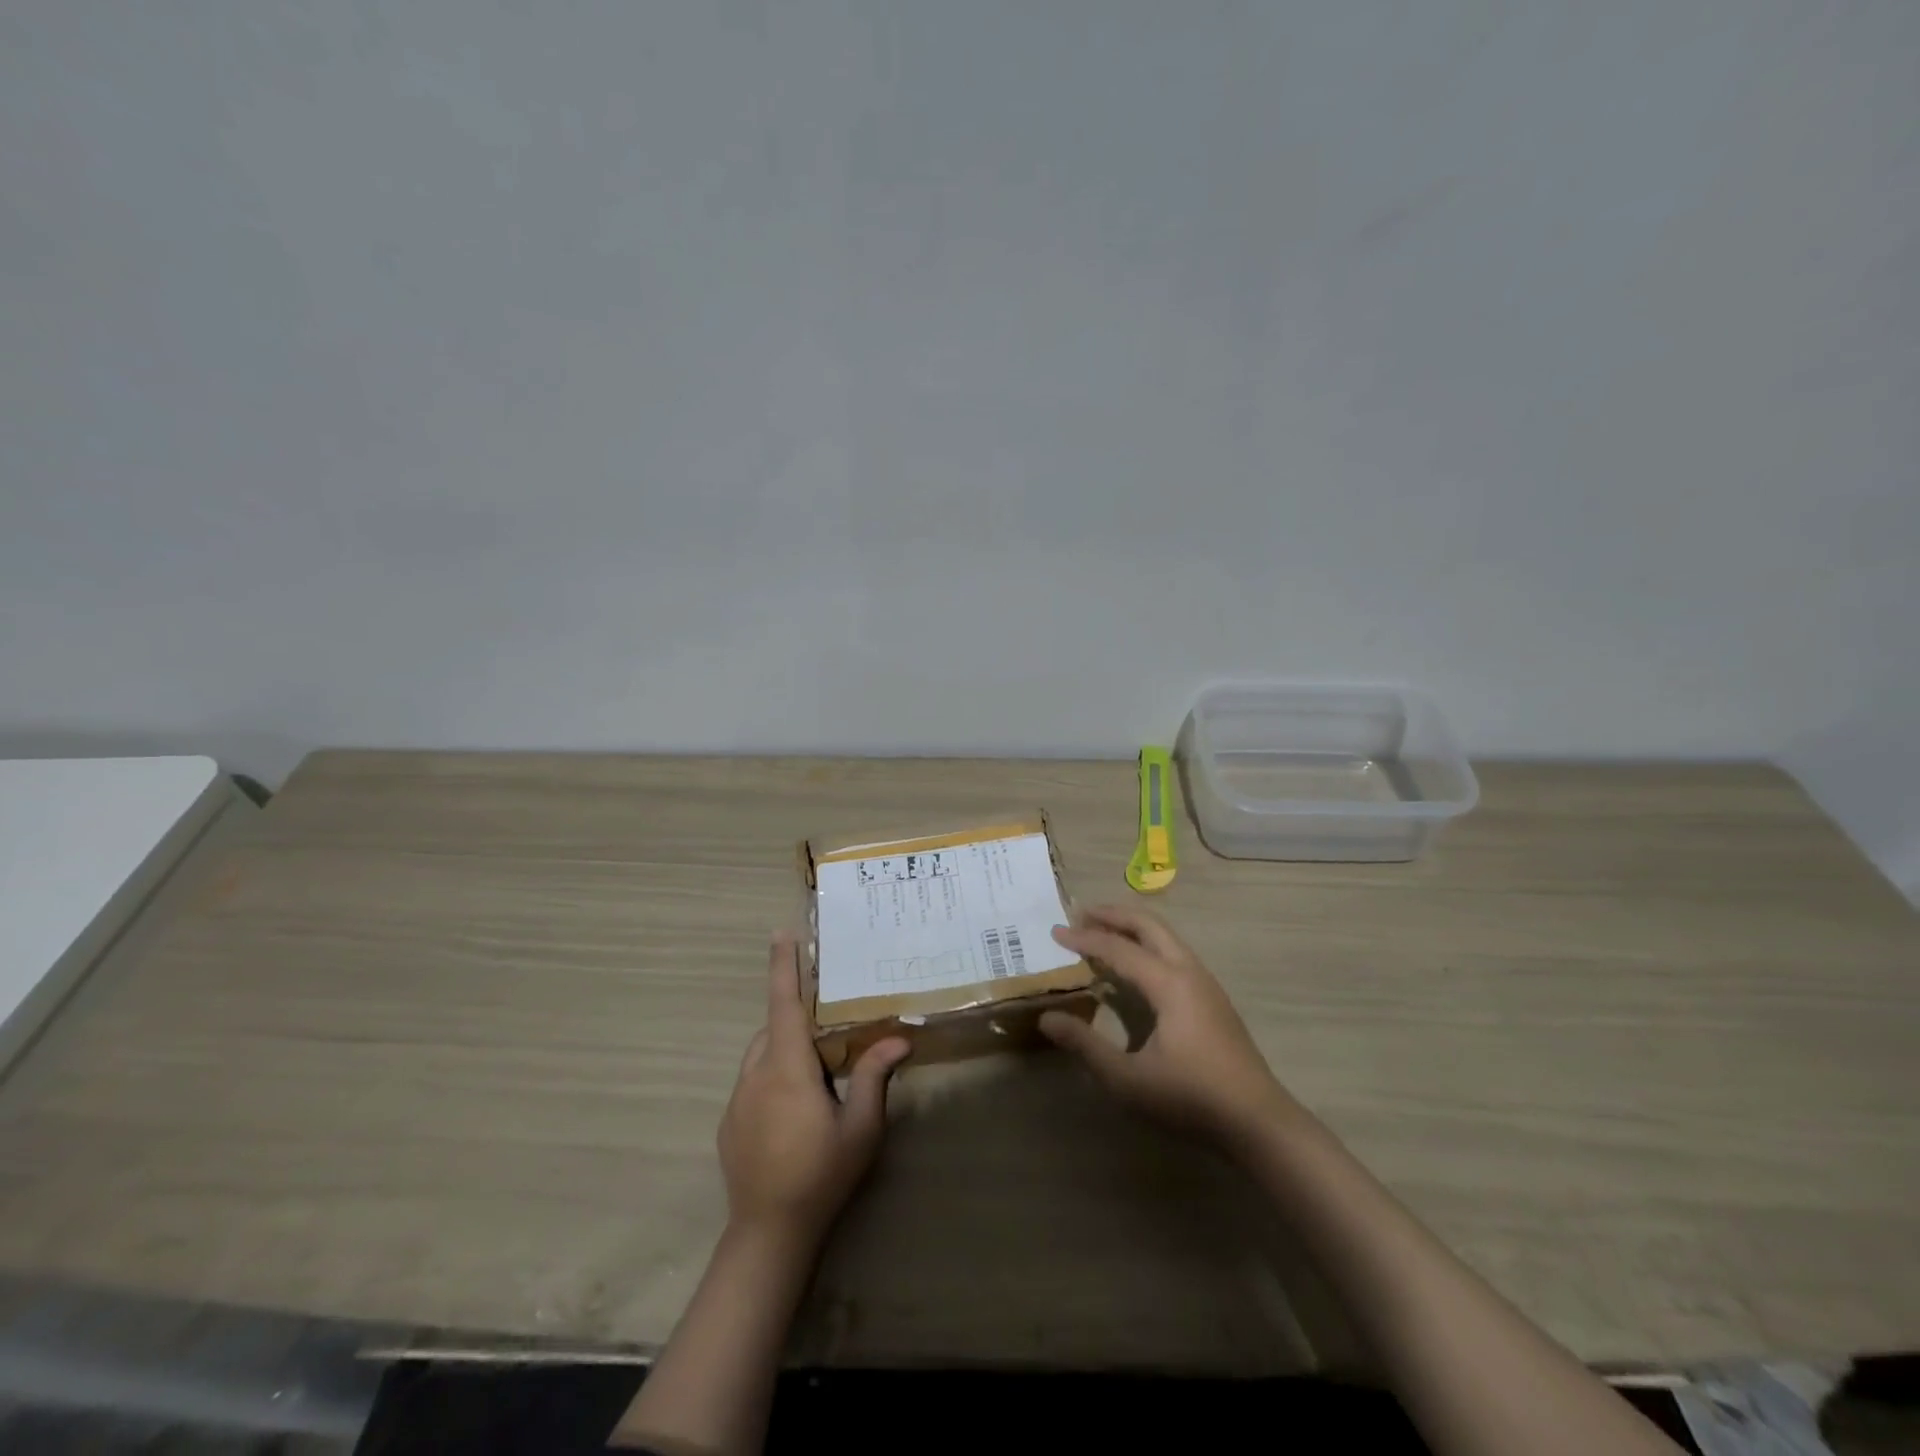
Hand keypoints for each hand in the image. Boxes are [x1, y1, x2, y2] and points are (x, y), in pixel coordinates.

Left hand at [718, 935, 910, 1248]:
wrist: (767, 1235)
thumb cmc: (820, 1176)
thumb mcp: (860, 1129)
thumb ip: (874, 1077)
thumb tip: (899, 1038)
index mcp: (787, 1069)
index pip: (784, 1004)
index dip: (783, 967)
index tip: (780, 933)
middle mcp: (756, 1074)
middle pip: (774, 1028)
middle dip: (797, 1017)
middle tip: (829, 1026)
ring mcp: (737, 1100)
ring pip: (762, 1054)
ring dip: (786, 1048)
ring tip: (817, 1072)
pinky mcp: (729, 1123)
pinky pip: (752, 1081)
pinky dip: (773, 1076)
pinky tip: (794, 1112)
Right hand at [1040, 904, 1294, 1149]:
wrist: (1258, 1122)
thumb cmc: (1190, 1098)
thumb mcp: (1128, 1080)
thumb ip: (1086, 1046)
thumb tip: (1047, 1018)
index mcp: (1169, 983)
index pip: (1118, 948)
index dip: (1084, 939)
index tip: (1055, 933)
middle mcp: (1189, 972)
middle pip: (1149, 926)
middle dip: (1113, 915)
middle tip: (1080, 913)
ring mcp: (1206, 984)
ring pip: (1166, 937)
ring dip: (1133, 928)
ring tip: (1103, 932)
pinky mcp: (1213, 1000)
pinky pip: (1175, 954)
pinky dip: (1148, 945)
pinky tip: (1136, 967)